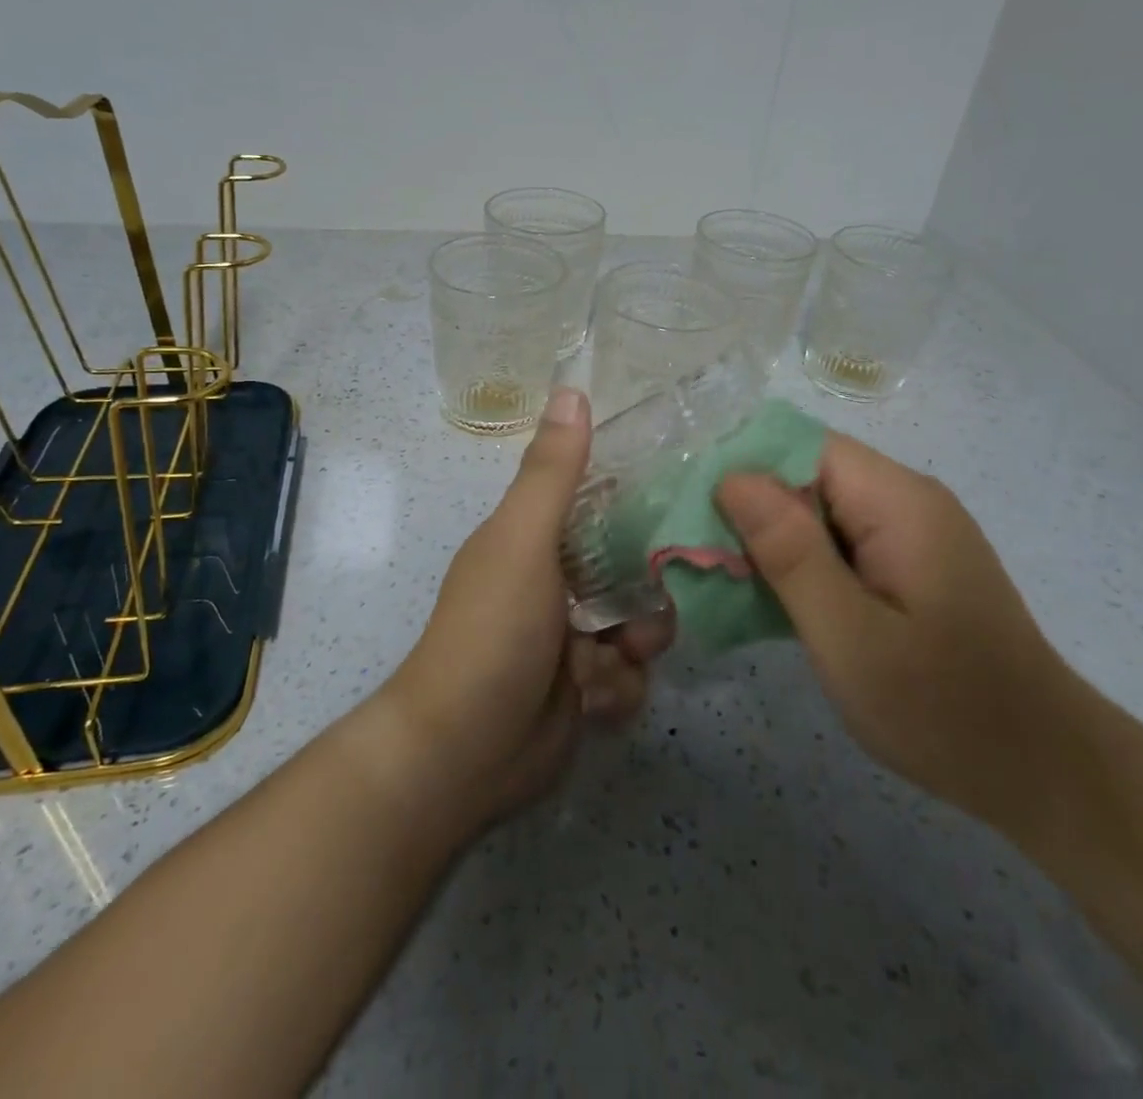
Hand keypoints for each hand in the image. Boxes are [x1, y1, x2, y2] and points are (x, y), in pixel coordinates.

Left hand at [386, 386, 673, 830]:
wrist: (462, 754)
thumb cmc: (492, 632)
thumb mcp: (523, 542)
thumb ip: (553, 472)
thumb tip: (572, 389)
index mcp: (535, 540)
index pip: (601, 506)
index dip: (640, 509)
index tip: (680, 513)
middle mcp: (554, 584)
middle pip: (631, 571)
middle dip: (648, 596)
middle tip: (648, 613)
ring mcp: (569, 640)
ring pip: (639, 629)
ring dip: (632, 651)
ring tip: (606, 666)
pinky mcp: (583, 691)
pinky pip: (629, 679)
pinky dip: (617, 692)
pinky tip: (593, 704)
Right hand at [717, 434, 1077, 831]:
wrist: (1046, 773)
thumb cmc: (944, 709)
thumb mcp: (850, 636)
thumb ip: (790, 552)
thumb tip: (732, 478)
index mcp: (897, 501)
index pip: (800, 446)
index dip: (741, 469)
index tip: (692, 515)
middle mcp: (906, 500)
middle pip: (806, 475)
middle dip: (749, 510)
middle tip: (700, 560)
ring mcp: (910, 533)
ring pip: (817, 510)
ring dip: (770, 541)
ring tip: (725, 581)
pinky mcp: (908, 564)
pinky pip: (838, 542)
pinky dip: (799, 563)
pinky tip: (773, 600)